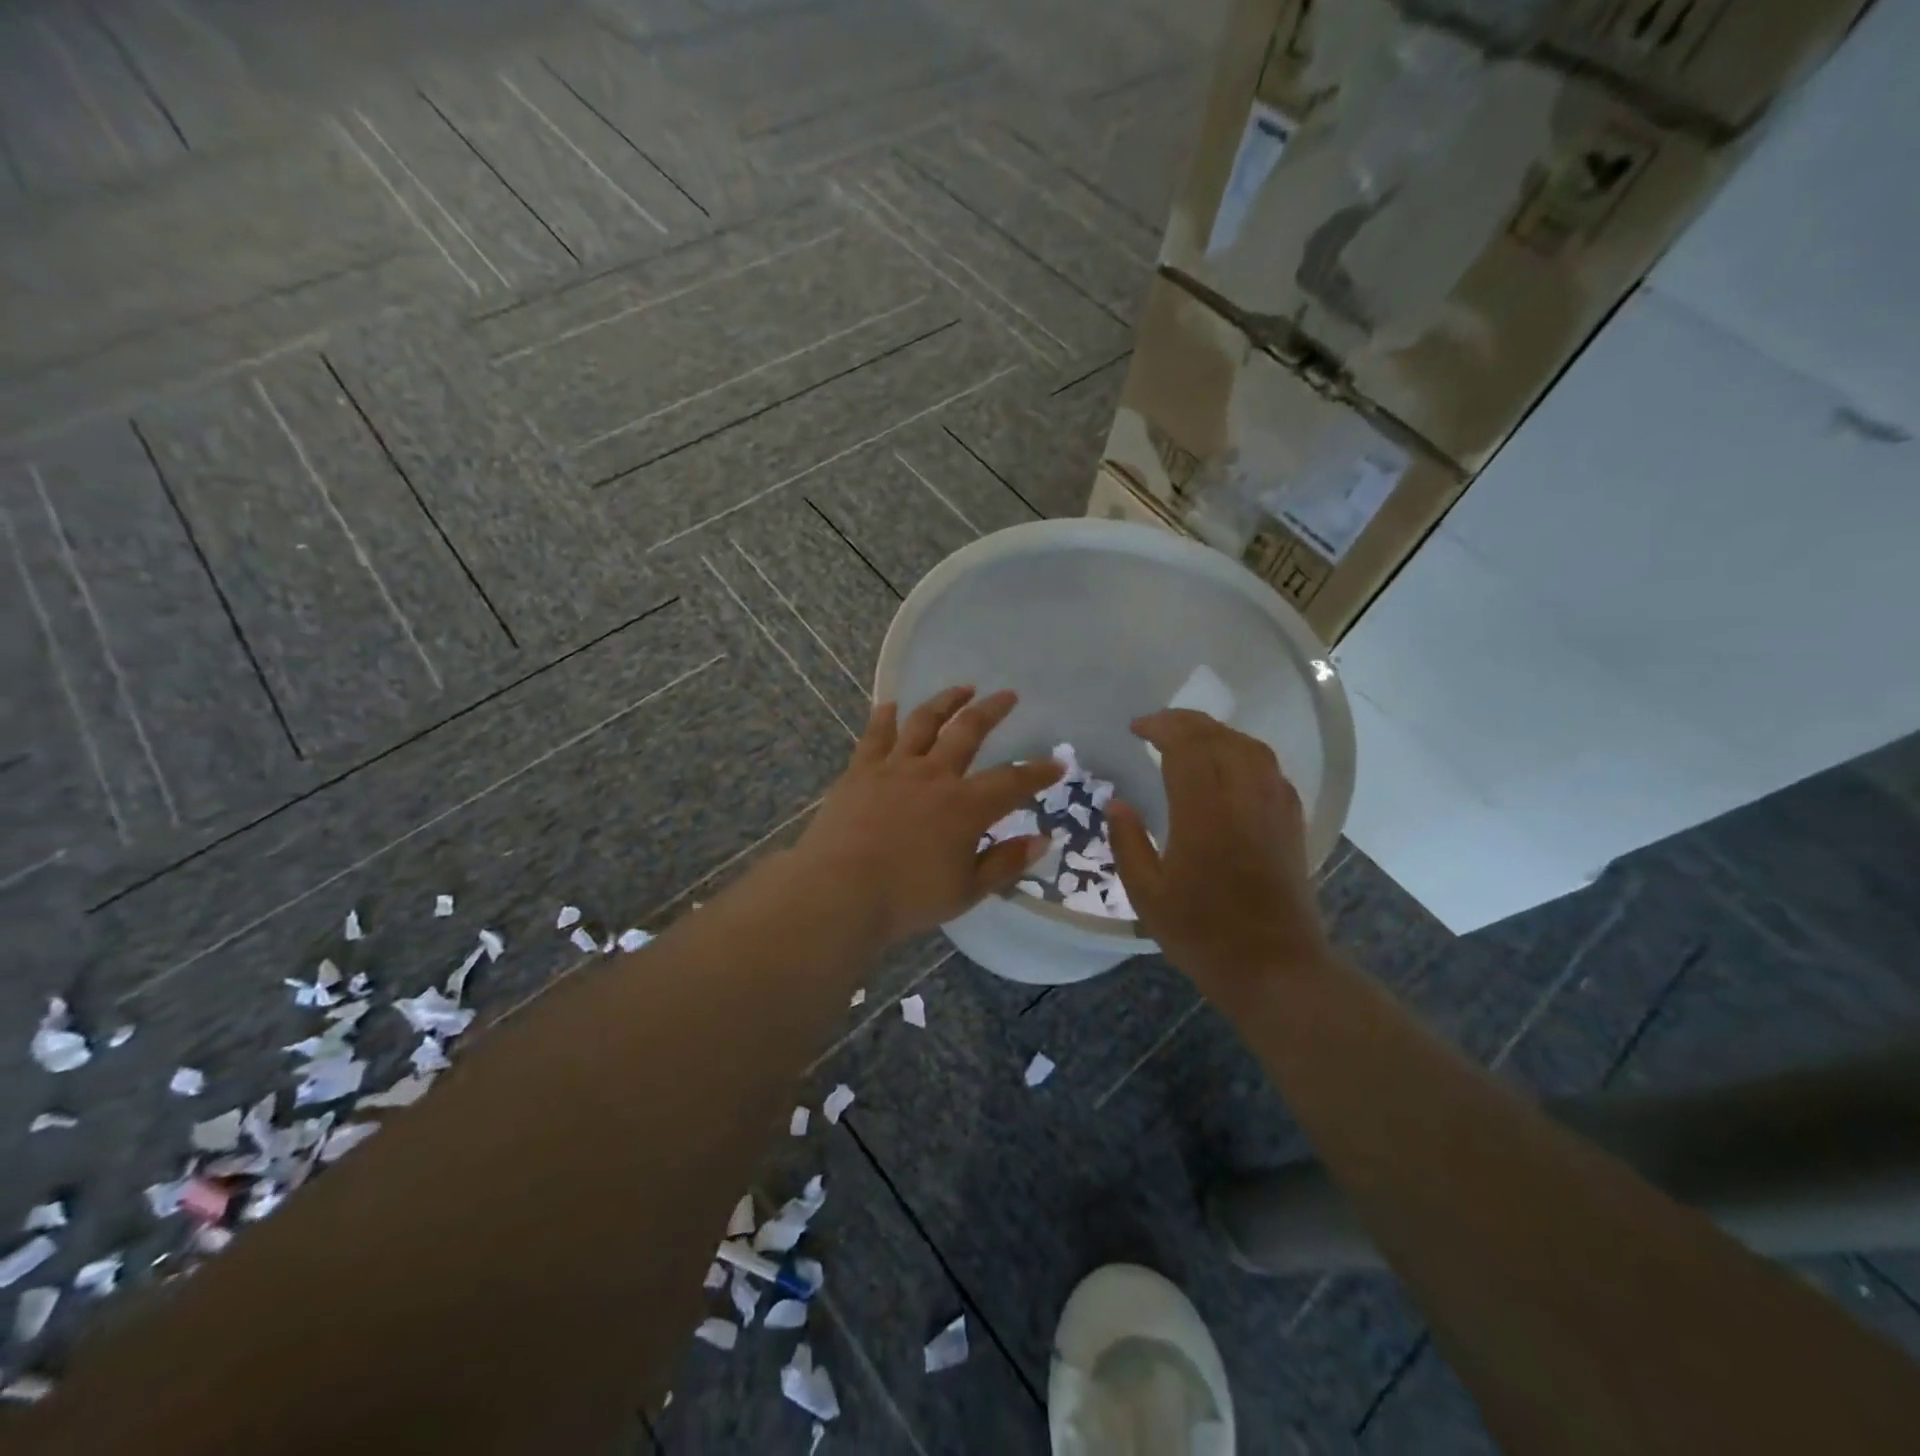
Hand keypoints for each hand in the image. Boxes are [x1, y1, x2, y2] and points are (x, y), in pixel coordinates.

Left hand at [796, 687, 1064, 945]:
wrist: (840, 892)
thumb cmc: (908, 898)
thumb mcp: (966, 891)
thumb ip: (1005, 863)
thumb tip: (1042, 840)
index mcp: (966, 806)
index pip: (1013, 782)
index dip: (1038, 772)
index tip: (1058, 763)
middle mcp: (934, 776)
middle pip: (969, 731)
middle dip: (992, 711)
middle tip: (1007, 695)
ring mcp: (894, 768)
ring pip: (924, 723)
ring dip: (945, 701)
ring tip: (962, 688)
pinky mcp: (861, 771)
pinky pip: (875, 736)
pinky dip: (884, 717)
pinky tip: (889, 704)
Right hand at [1107, 710, 1330, 1010]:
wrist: (1275, 967)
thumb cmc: (1202, 933)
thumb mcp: (1147, 894)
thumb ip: (1128, 842)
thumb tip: (1116, 802)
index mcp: (1203, 811)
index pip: (1185, 746)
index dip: (1160, 727)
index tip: (1136, 728)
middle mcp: (1242, 796)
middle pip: (1217, 737)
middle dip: (1184, 722)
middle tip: (1156, 726)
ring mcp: (1273, 806)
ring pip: (1249, 746)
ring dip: (1216, 733)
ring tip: (1190, 739)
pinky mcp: (1290, 821)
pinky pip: (1269, 768)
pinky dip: (1244, 753)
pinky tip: (1230, 766)